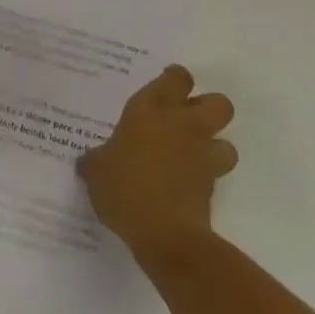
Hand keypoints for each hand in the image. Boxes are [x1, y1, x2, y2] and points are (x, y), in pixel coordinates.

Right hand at [79, 64, 236, 259]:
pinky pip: (217, 176)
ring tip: (194, 158)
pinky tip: (186, 188)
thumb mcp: (97, 172)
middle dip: (209, 109)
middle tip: (187, 120)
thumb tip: (87, 162)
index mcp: (152, 109)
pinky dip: (206, 180)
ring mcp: (202, 156)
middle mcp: (183, 125)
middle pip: (218, 103)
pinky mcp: (213, 188)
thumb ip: (95, 161)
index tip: (166, 87)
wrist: (165, 235)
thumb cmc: (125, 188)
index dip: (175, 80)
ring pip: (227, 142)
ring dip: (215, 147)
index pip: (178, 78)